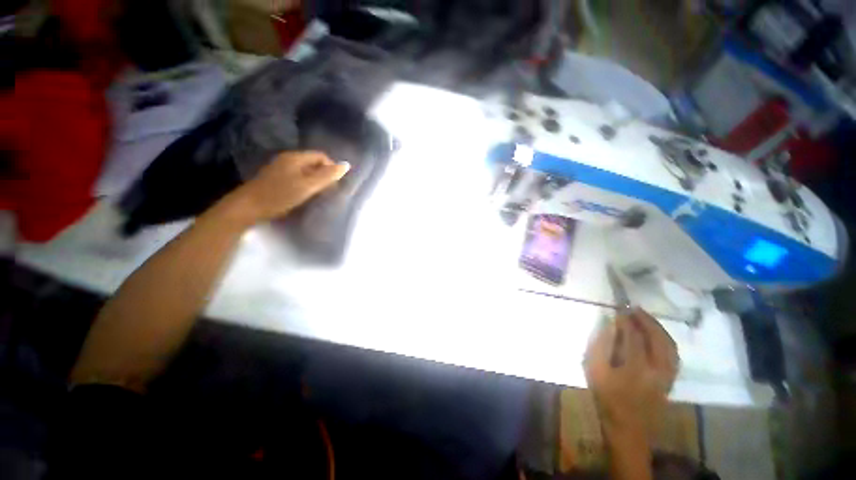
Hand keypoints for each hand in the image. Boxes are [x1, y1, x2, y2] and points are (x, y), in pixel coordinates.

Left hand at [227, 151, 349, 223]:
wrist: (248, 207)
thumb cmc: (280, 195)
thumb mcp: (307, 186)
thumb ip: (327, 176)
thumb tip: (346, 165)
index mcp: (295, 157)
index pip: (321, 156)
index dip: (331, 168)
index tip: (334, 184)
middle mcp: (287, 159)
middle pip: (313, 162)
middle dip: (324, 175)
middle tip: (327, 191)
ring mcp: (280, 168)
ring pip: (305, 170)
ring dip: (315, 180)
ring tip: (317, 194)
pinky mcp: (275, 178)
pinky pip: (297, 177)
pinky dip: (305, 184)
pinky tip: (304, 195)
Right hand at [584, 309, 678, 441]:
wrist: (628, 428)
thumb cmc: (606, 398)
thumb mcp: (595, 371)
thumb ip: (600, 345)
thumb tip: (609, 325)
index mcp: (636, 368)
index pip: (634, 336)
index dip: (626, 320)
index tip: (619, 308)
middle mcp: (658, 370)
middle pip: (658, 338)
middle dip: (647, 320)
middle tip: (634, 308)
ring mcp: (668, 376)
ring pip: (670, 346)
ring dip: (659, 328)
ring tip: (646, 317)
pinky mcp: (671, 381)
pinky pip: (674, 355)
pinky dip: (667, 341)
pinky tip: (658, 336)